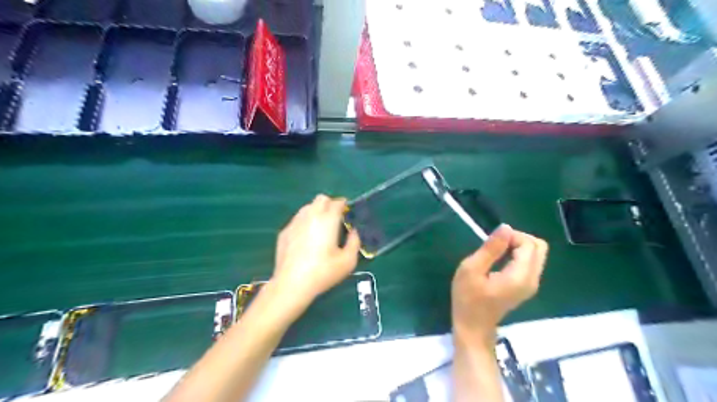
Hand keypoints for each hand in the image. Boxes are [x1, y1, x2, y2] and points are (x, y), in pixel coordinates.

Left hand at [274, 193, 364, 303]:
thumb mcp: (348, 261)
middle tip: (335, 219)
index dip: (344, 205)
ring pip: (307, 207)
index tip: (348, 214)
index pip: (337, 202)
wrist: (292, 284)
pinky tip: (306, 240)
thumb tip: (353, 232)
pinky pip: (297, 220)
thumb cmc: (323, 272)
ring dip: (316, 212)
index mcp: (328, 220)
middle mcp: (310, 216)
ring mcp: (295, 223)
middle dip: (330, 204)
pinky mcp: (284, 232)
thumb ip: (354, 242)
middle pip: (321, 199)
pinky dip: (305, 223)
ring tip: (321, 228)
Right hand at [452, 224, 550, 341]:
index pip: (529, 244)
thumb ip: (490, 248)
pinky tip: (500, 261)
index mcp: (520, 276)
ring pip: (536, 254)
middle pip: (539, 247)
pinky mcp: (526, 287)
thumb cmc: (467, 299)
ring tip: (496, 252)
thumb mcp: (471, 269)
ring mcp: (531, 285)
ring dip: (518, 246)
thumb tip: (505, 227)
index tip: (491, 240)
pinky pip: (530, 263)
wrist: (473, 328)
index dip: (512, 235)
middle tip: (496, 244)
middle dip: (519, 238)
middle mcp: (532, 279)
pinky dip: (518, 255)